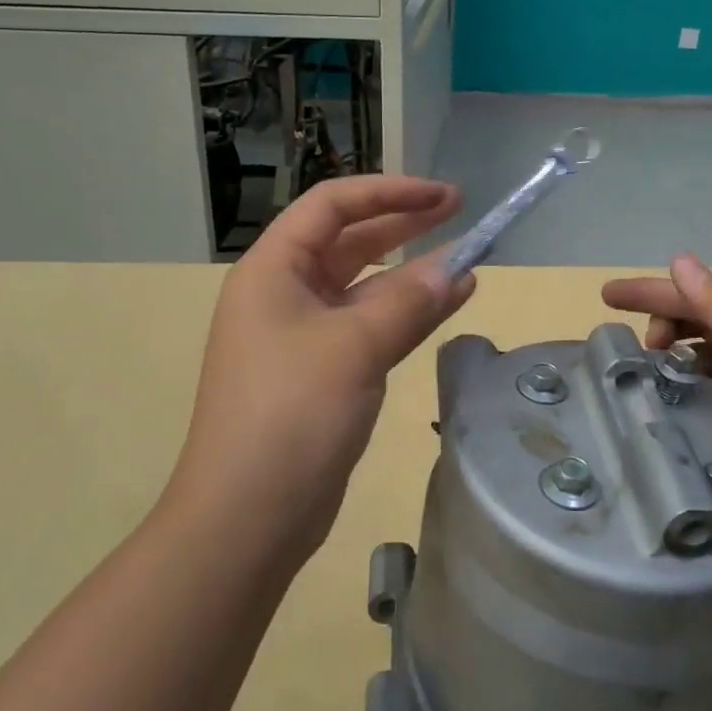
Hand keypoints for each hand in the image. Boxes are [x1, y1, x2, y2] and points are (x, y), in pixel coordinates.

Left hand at [170, 176, 473, 565]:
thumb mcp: (354, 348)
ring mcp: (303, 333)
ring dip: (411, 272)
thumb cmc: (290, 416)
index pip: (333, 206)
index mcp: (273, 269)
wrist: (246, 518)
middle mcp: (284, 292)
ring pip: (364, 285)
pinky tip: (446, 305)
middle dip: (403, 222)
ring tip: (465, 260)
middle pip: (349, 240)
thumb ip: (409, 302)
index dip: (389, 192)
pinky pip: (369, 324)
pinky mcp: (323, 370)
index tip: (442, 196)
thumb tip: (458, 270)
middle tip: (459, 211)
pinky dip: (406, 312)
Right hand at [602, 255, 711, 566]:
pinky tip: (664, 410)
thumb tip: (680, 260)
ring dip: (672, 364)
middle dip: (665, 326)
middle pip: (703, 325)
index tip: (607, 296)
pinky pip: (708, 402)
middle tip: (638, 353)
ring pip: (702, 365)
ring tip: (644, 381)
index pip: (707, 295)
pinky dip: (684, 398)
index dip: (655, 292)